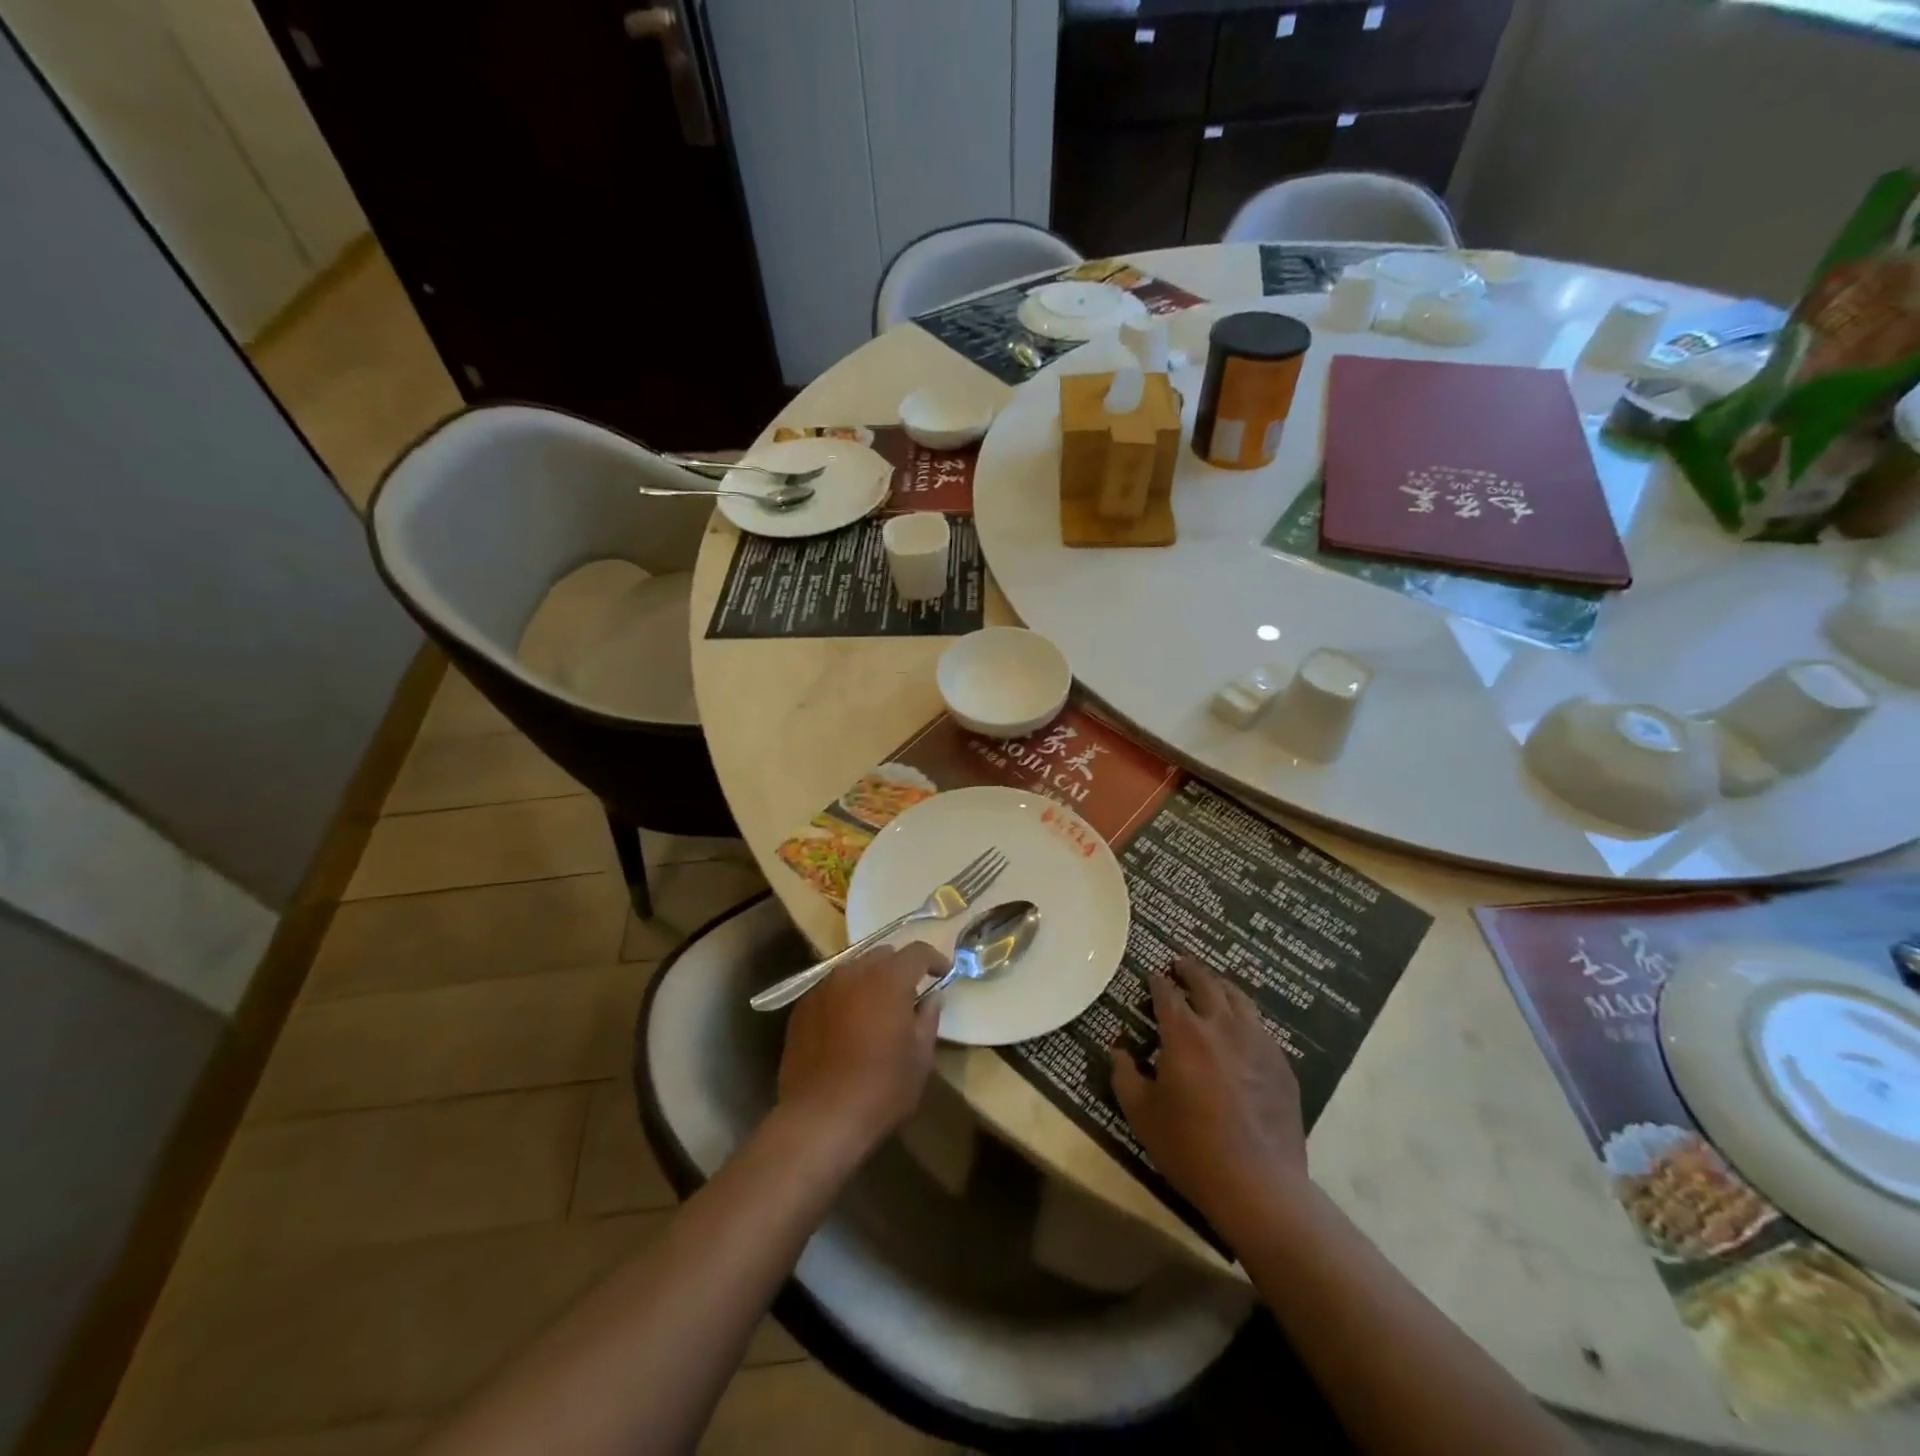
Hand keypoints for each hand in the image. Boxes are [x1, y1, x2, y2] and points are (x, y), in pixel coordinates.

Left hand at [777, 942, 943, 1149]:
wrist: (819, 1118)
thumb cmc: (880, 1088)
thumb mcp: (920, 1058)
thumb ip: (928, 1019)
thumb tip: (932, 998)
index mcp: (888, 979)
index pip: (917, 952)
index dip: (934, 959)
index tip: (943, 974)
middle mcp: (853, 972)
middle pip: (882, 955)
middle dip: (899, 968)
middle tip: (910, 994)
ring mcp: (823, 988)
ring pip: (854, 970)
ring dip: (870, 981)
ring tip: (877, 1009)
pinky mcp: (802, 1008)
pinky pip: (831, 990)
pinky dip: (846, 997)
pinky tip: (848, 1025)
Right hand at [1111, 956, 1307, 1230]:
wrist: (1258, 1185)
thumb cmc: (1190, 1147)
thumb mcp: (1141, 1114)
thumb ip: (1125, 1075)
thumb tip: (1119, 1050)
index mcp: (1184, 1033)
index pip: (1167, 993)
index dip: (1157, 981)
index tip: (1152, 976)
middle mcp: (1222, 1026)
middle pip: (1206, 983)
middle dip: (1190, 970)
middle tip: (1180, 964)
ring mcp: (1257, 1043)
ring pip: (1239, 999)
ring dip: (1221, 986)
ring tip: (1213, 985)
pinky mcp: (1281, 1065)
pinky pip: (1261, 1027)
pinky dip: (1245, 1017)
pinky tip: (1242, 1028)